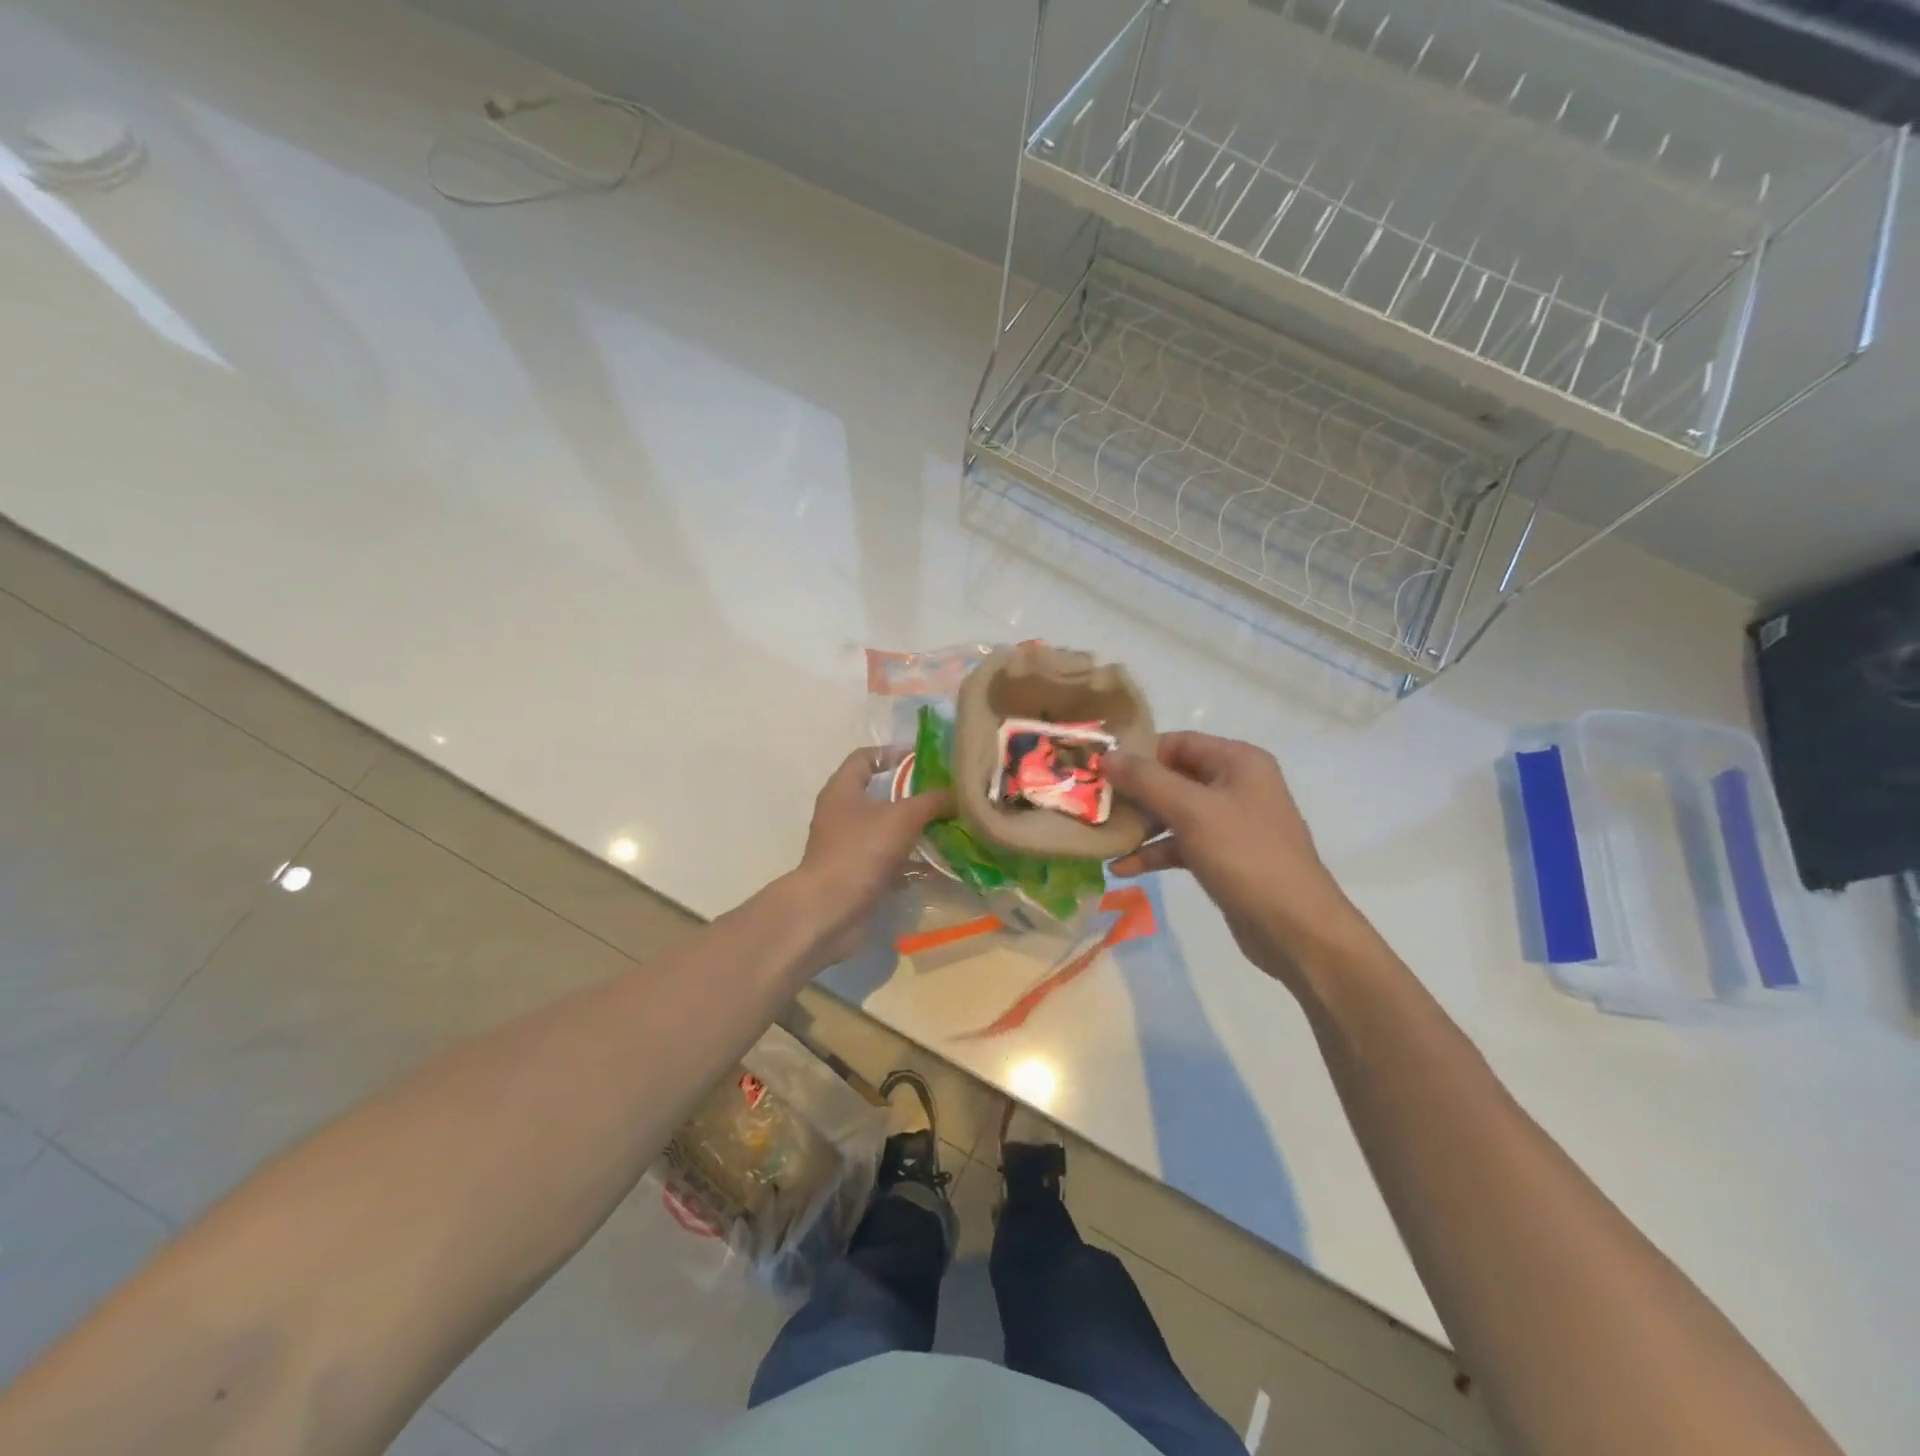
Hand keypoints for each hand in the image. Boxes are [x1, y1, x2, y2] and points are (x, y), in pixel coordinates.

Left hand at [794, 747, 953, 963]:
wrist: (830, 909)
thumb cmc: (861, 850)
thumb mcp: (903, 818)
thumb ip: (932, 801)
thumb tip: (958, 793)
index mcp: (843, 790)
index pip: (864, 758)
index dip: (892, 753)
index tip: (922, 758)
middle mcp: (841, 814)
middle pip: (879, 795)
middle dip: (912, 796)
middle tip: (945, 796)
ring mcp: (847, 846)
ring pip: (886, 830)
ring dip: (914, 831)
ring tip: (948, 829)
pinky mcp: (856, 874)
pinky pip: (887, 861)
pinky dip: (909, 862)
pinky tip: (937, 867)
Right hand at [1106, 732, 1367, 987]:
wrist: (1295, 928)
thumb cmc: (1245, 856)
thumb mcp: (1191, 811)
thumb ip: (1146, 780)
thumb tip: (1107, 757)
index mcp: (1237, 761)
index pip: (1177, 742)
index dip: (1139, 755)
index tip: (1101, 774)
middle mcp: (1236, 785)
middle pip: (1172, 777)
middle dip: (1134, 793)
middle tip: (1094, 806)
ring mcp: (1231, 823)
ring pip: (1174, 813)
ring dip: (1140, 825)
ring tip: (1102, 837)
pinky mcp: (1224, 857)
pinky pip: (1181, 844)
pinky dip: (1155, 852)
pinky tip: (1122, 868)